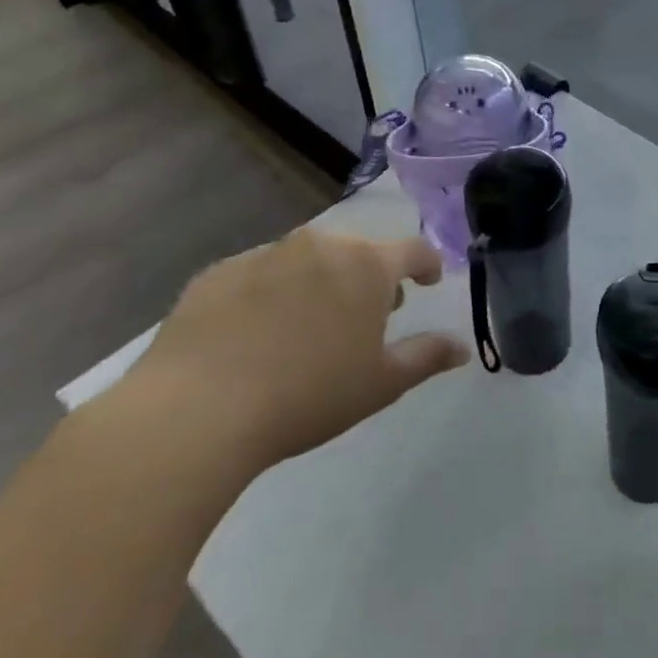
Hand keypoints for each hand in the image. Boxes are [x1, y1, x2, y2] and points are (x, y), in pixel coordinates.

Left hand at [121, 228, 468, 470]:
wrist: (195, 412)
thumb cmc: (308, 395)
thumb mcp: (381, 384)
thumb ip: (427, 357)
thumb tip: (462, 347)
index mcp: (367, 265)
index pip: (413, 250)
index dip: (427, 265)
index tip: (428, 283)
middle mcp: (320, 245)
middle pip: (358, 251)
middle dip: (370, 276)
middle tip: (367, 314)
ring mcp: (265, 254)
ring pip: (308, 258)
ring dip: (320, 281)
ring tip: (310, 323)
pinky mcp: (217, 273)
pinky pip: (259, 273)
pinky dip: (271, 292)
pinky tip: (256, 332)